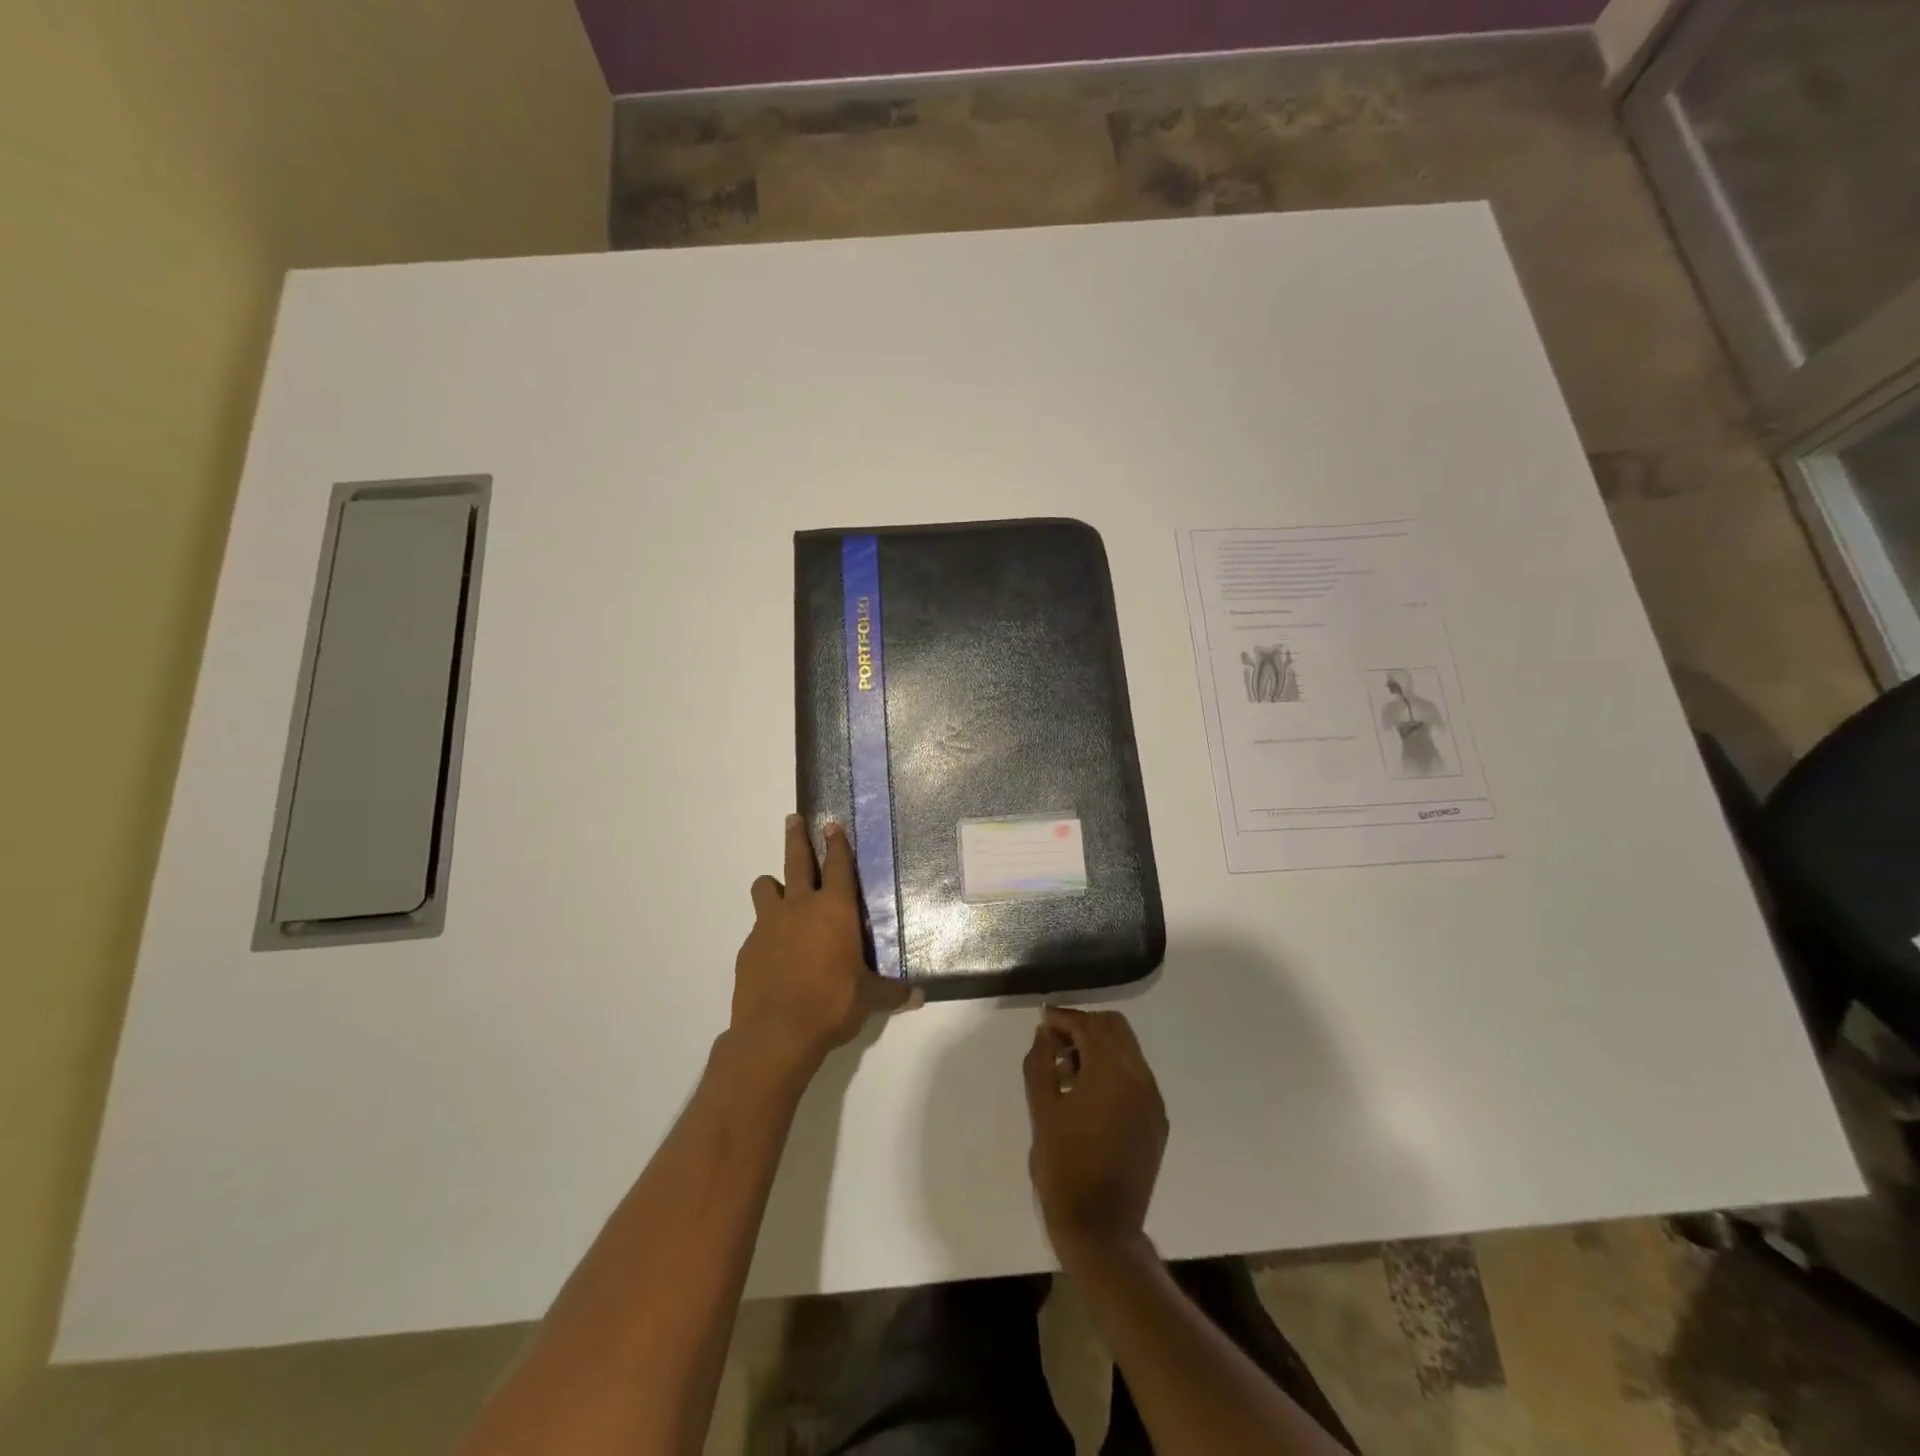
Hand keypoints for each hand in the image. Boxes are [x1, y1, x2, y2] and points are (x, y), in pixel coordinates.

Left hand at [730, 815, 915, 1081]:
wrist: (775, 1033)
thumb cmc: (831, 1004)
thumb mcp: (869, 998)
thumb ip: (892, 993)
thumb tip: (919, 997)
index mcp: (835, 910)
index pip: (838, 866)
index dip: (837, 843)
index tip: (831, 824)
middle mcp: (800, 907)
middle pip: (796, 861)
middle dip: (796, 837)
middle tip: (793, 819)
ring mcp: (769, 925)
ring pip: (765, 887)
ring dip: (773, 885)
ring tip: (778, 891)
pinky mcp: (748, 948)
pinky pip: (757, 927)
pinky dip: (766, 930)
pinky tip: (774, 951)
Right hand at [1023, 1007, 1166, 1259]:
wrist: (1101, 1228)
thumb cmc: (1064, 1165)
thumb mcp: (1041, 1109)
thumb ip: (1040, 1062)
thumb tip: (1044, 1034)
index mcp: (1112, 1071)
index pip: (1089, 1025)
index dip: (1063, 1018)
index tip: (1043, 1020)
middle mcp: (1140, 1078)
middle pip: (1115, 1029)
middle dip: (1084, 1028)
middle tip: (1055, 1043)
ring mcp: (1152, 1101)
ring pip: (1128, 1052)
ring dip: (1098, 1049)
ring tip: (1066, 1072)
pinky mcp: (1156, 1122)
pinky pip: (1135, 1079)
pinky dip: (1113, 1072)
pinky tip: (1087, 1095)